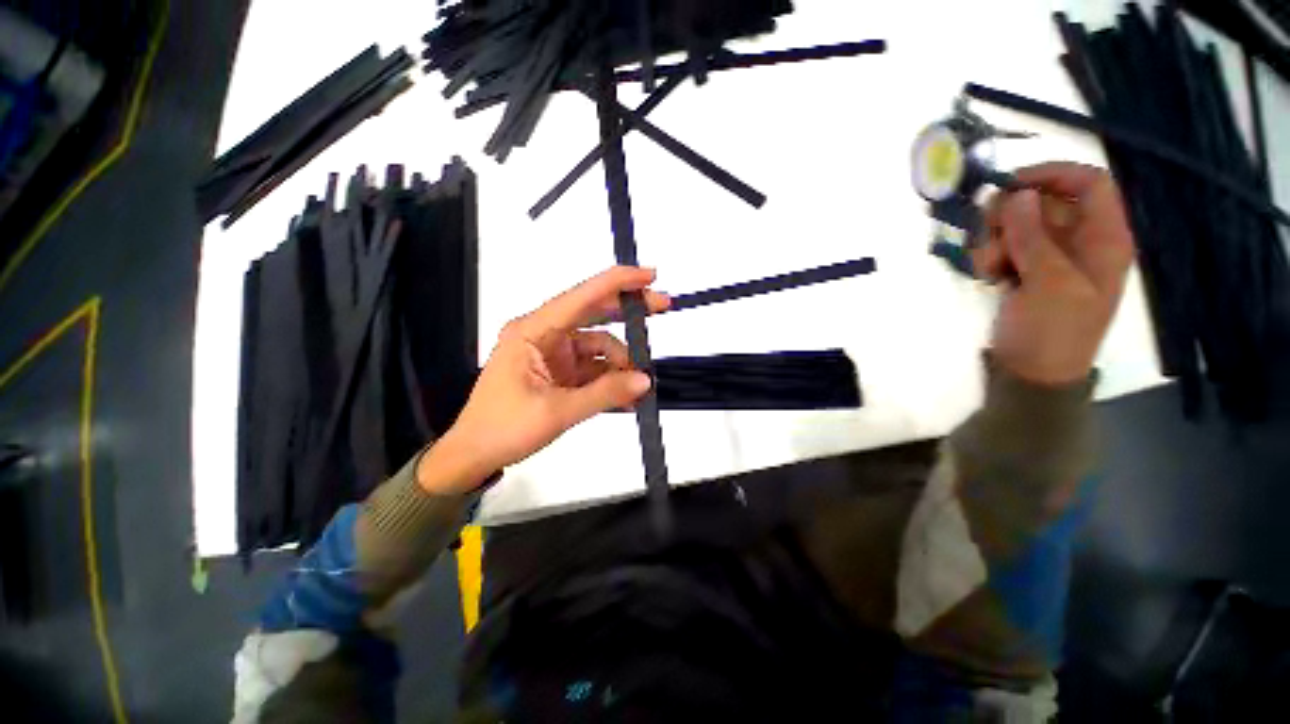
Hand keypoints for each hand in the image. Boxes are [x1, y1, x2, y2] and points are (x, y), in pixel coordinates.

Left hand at [417, 266, 669, 493]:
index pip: (581, 297)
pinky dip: (612, 379)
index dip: (617, 282)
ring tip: (640, 383)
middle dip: (628, 313)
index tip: (650, 275)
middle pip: (593, 314)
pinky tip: (628, 395)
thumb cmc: (503, 428)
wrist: (475, 455)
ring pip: (599, 346)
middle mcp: (545, 335)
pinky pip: (594, 368)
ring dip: (622, 362)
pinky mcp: (561, 373)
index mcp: (533, 331)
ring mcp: (554, 354)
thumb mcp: (557, 412)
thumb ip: (604, 394)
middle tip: (662, 307)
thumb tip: (645, 381)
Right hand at [972, 162, 1134, 385]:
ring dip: (994, 238)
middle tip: (988, 236)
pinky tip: (987, 276)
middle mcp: (1079, 239)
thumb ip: (1034, 237)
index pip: (1089, 183)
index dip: (1053, 175)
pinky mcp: (1025, 269)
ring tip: (988, 267)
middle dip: (1010, 214)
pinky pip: (1004, 244)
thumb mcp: (1049, 283)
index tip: (1009, 185)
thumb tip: (1017, 194)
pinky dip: (989, 254)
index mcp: (1104, 238)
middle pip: (1044, 200)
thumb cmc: (1054, 331)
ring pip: (1017, 222)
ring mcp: (1050, 255)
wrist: (1033, 373)